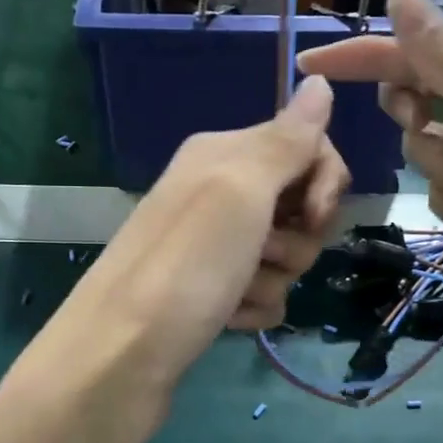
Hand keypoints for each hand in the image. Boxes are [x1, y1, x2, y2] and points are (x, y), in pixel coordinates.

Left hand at [8, 77, 349, 442]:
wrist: (118, 360)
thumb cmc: (185, 267)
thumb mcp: (239, 190)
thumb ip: (286, 139)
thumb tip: (320, 82)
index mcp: (222, 155)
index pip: (305, 146)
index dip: (324, 180)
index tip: (314, 213)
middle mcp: (216, 194)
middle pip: (300, 205)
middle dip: (299, 237)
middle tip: (264, 253)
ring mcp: (212, 248)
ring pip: (285, 255)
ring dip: (273, 279)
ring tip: (234, 294)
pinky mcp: (211, 295)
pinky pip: (263, 294)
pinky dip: (253, 310)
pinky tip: (226, 320)